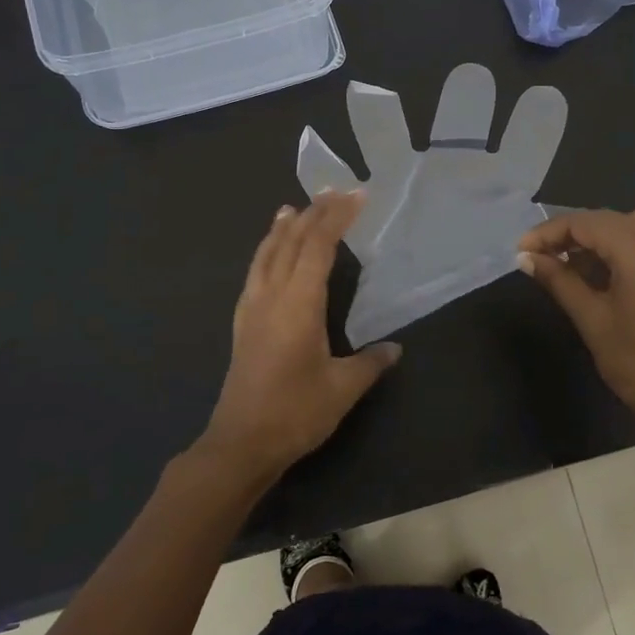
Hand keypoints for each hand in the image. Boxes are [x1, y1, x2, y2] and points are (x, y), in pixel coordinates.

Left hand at [200, 191, 400, 480]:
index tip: (356, 196)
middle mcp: (272, 296)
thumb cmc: (295, 412)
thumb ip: (370, 363)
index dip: (337, 218)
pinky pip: (255, 272)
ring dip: (283, 228)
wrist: (241, 442)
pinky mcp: (242, 323)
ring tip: (293, 208)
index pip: (318, 247)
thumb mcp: (342, 389)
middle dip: (314, 214)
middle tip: (334, 191)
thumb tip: (394, 348)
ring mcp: (252, 308)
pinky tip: (269, 254)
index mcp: (299, 304)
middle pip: (292, 242)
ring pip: (267, 254)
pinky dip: (266, 251)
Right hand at [518, 208, 634, 442]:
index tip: (523, 250)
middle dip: (572, 232)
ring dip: (600, 236)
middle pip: (609, 219)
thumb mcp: (592, 320)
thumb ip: (559, 281)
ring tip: (575, 263)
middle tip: (542, 256)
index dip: (549, 232)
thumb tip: (527, 258)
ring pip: (633, 227)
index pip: (585, 223)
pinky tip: (609, 275)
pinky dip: (625, 247)